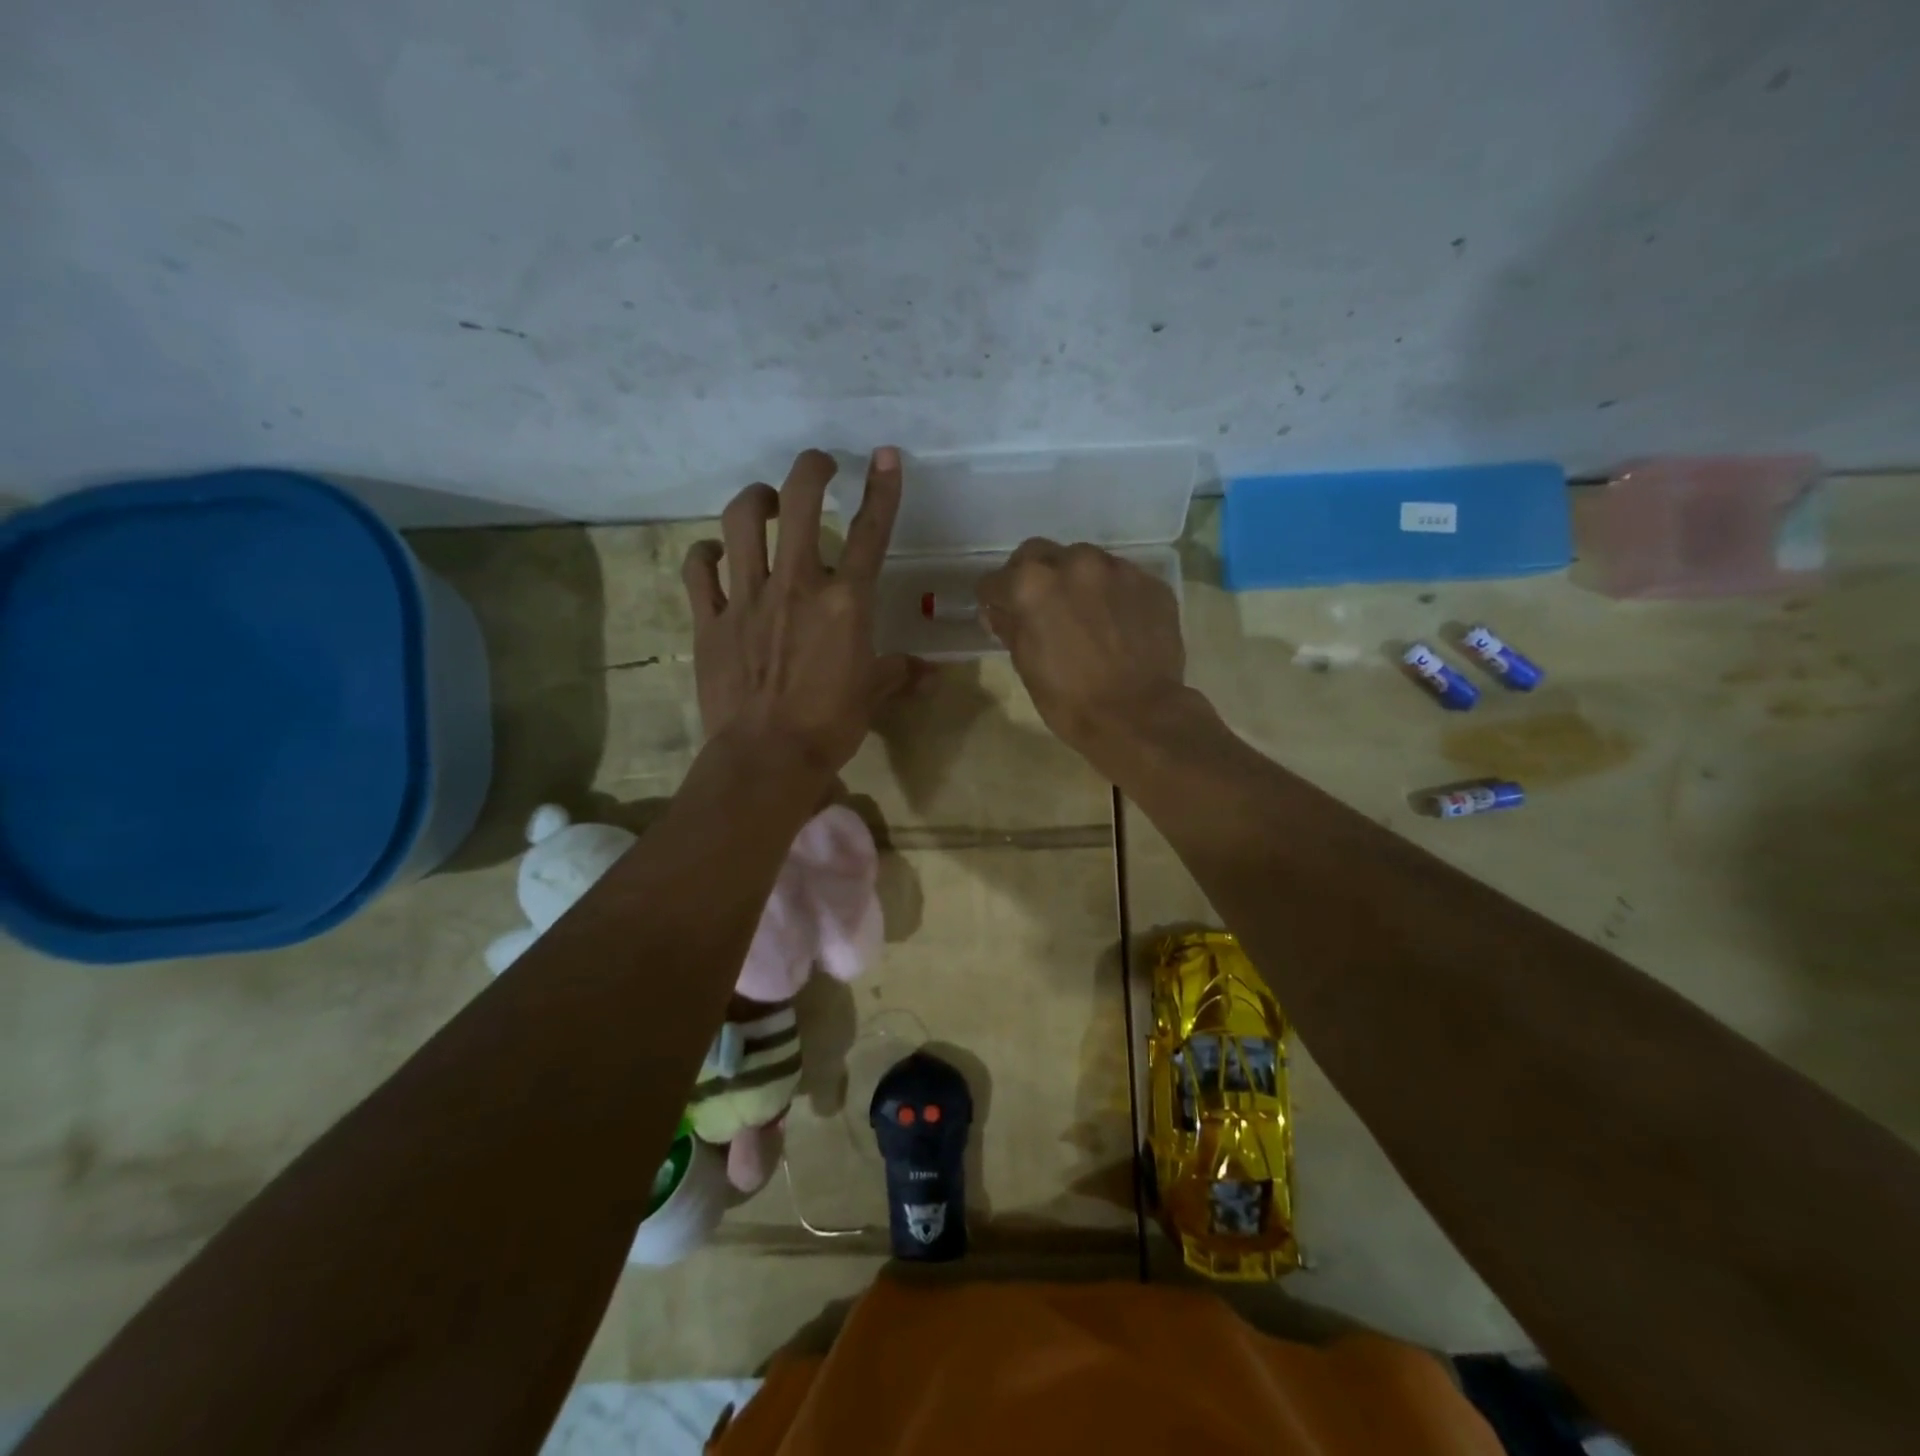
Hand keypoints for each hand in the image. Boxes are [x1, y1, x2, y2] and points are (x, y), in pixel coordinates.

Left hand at [684, 448, 915, 777]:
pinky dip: (705, 554)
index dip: (882, 490)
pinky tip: (714, 554)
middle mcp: (796, 585)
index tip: (885, 456)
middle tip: (819, 465)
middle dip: (811, 470)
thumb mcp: (873, 696)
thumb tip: (931, 673)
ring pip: (741, 523)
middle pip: (799, 504)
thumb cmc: (829, 726)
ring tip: (766, 502)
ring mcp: (747, 598)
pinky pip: (698, 570)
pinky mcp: (709, 620)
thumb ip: (899, 674)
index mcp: (844, 602)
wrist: (766, 757)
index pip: (870, 533)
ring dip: (755, 500)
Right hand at [975, 540, 1188, 770]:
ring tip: (1082, 611)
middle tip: (1038, 605)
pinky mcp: (1150, 581)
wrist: (1140, 715)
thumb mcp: (1027, 667)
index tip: (999, 614)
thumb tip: (998, 612)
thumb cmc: (1071, 701)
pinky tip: (1115, 621)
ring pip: (1082, 560)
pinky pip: (1119, 577)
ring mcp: (1116, 568)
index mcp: (1032, 584)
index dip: (994, 600)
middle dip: (1031, 574)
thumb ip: (1010, 628)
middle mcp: (1073, 563)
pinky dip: (1110, 593)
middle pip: (1037, 554)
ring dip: (1074, 579)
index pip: (995, 581)